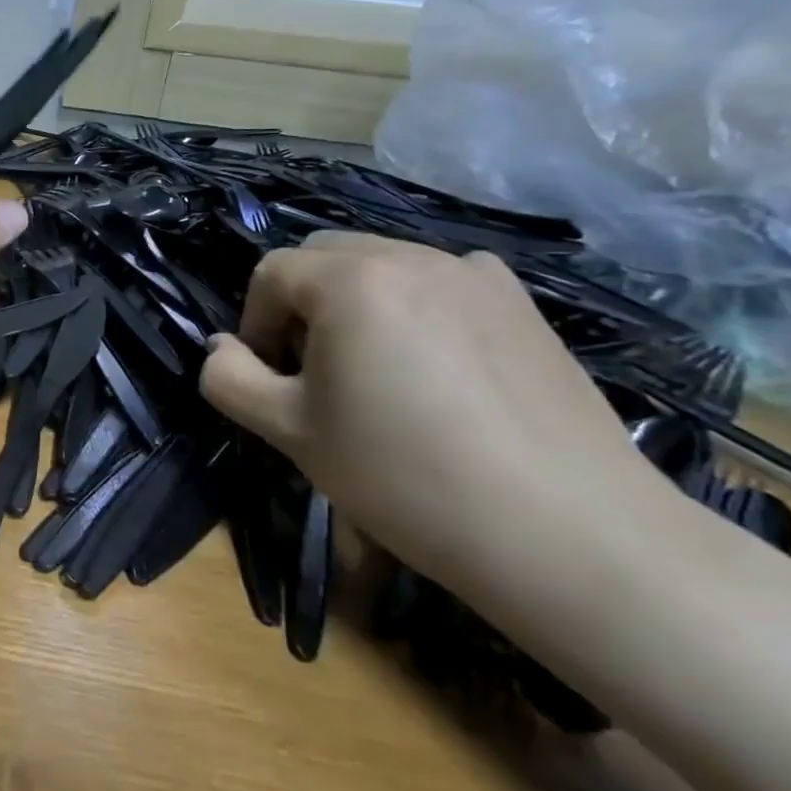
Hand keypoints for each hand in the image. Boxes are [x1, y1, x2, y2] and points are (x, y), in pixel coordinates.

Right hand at [197, 231, 651, 585]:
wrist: (568, 534)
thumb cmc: (405, 476)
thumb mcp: (289, 431)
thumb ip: (230, 379)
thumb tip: (222, 348)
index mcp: (353, 279)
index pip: (272, 272)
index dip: (253, 321)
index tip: (267, 378)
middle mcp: (414, 256)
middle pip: (327, 257)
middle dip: (301, 304)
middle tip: (312, 373)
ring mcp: (478, 275)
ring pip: (385, 267)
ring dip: (356, 305)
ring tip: (374, 374)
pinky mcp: (524, 306)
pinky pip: (442, 285)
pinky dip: (414, 310)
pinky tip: (436, 373)